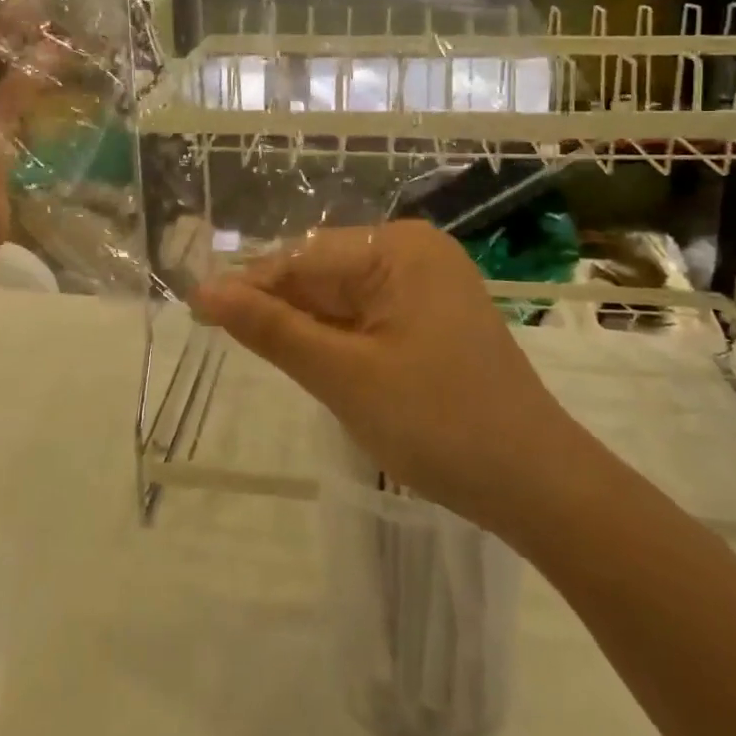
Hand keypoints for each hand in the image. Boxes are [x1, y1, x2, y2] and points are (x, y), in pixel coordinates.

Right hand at [190, 221, 576, 528]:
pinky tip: (314, 363)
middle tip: (220, 337)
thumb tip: (204, 292)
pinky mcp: (433, 318)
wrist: (539, 487)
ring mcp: (427, 285)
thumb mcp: (344, 375)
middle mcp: (414, 253)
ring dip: (306, 327)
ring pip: (342, 298)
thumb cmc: (439, 423)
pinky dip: (337, 340)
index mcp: (399, 248)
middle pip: (323, 274)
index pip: (303, 258)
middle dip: (279, 308)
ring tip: (263, 355)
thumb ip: (272, 329)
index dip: (250, 286)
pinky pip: (368, 316)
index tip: (197, 310)